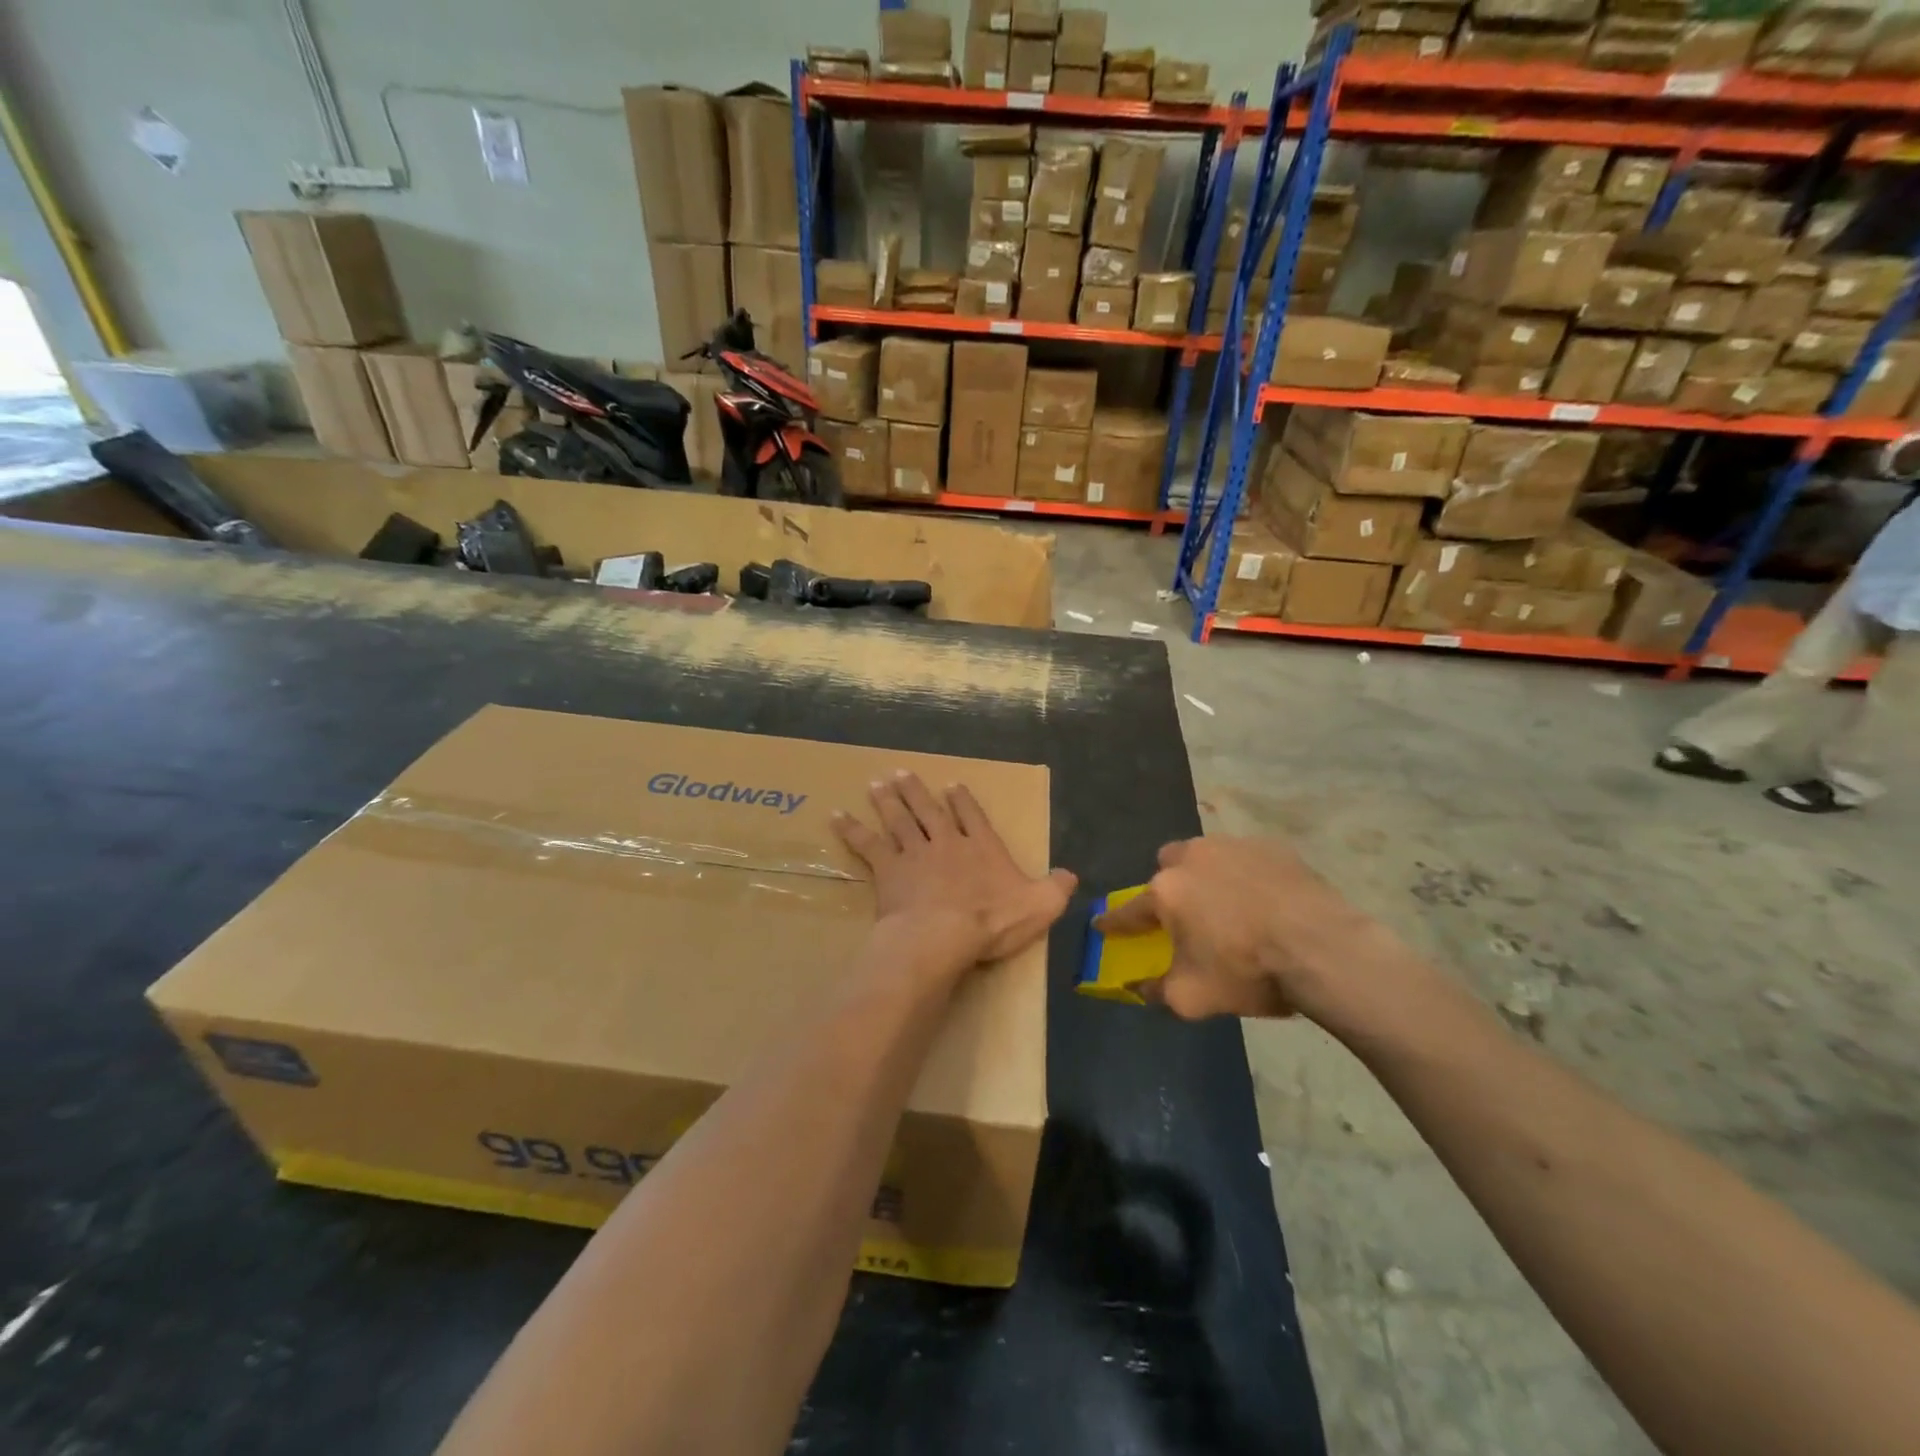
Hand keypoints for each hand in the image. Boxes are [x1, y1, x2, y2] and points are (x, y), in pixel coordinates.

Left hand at [833, 771, 1076, 971]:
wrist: (943, 935)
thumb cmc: (991, 921)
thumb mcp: (1039, 906)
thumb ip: (1055, 889)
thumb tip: (1070, 875)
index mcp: (981, 848)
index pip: (973, 816)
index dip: (963, 800)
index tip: (952, 785)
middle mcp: (947, 842)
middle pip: (928, 811)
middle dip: (916, 791)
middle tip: (900, 773)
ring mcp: (915, 853)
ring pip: (899, 820)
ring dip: (887, 801)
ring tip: (876, 784)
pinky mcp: (888, 869)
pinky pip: (867, 845)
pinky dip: (852, 830)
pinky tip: (837, 817)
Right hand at [1093, 836, 1422, 1028]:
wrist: (1323, 950)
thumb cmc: (1248, 971)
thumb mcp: (1193, 997)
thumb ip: (1157, 991)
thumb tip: (1140, 988)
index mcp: (1166, 892)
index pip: (1128, 910)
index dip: (1114, 922)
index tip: (1103, 925)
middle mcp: (1192, 858)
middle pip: (1167, 866)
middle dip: (1169, 886)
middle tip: (1187, 915)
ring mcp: (1234, 846)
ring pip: (1206, 854)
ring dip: (1207, 875)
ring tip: (1230, 904)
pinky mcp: (1272, 846)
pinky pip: (1246, 857)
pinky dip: (1247, 874)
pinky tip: (1265, 899)